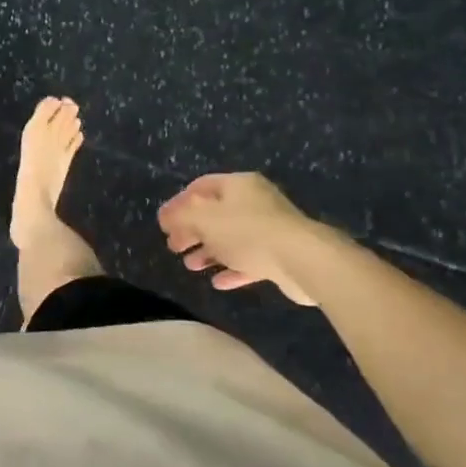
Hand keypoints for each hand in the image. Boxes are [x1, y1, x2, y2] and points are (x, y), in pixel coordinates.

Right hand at [158, 172, 323, 304]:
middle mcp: (254, 202)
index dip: (178, 203)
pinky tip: (217, 281)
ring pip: (231, 238)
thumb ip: (180, 216)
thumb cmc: (247, 231)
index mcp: (237, 185)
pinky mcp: (279, 255)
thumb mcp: (203, 219)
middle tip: (174, 247)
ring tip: (191, 266)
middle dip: (192, 230)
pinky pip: (248, 260)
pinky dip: (231, 268)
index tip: (163, 222)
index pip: (200, 187)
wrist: (302, 260)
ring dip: (208, 251)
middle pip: (215, 213)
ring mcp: (269, 229)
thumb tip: (166, 217)